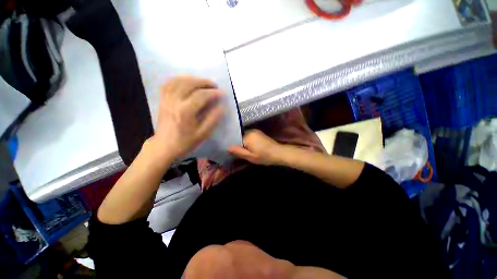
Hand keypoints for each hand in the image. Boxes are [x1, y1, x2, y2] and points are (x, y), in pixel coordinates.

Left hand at [151, 76, 223, 158]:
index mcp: (185, 112)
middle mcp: (174, 102)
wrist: (164, 146)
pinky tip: (186, 81)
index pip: (201, 96)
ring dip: (192, 79)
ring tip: (202, 82)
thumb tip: (221, 107)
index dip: (213, 93)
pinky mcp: (162, 100)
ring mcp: (166, 99)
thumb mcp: (202, 134)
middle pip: (189, 84)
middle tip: (214, 85)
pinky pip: (168, 84)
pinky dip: (179, 79)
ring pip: (178, 81)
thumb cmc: (185, 142)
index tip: (222, 93)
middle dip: (204, 82)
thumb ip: (213, 120)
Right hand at [227, 129, 283, 164]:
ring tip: (241, 150)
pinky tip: (248, 147)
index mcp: (247, 136)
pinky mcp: (259, 133)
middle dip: (237, 143)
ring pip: (244, 136)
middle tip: (235, 151)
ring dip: (242, 142)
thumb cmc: (264, 156)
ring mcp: (255, 131)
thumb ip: (238, 152)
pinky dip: (247, 141)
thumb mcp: (250, 157)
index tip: (229, 150)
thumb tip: (227, 148)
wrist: (278, 153)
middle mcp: (250, 131)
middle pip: (239, 136)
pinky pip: (249, 136)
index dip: (232, 144)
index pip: (234, 138)